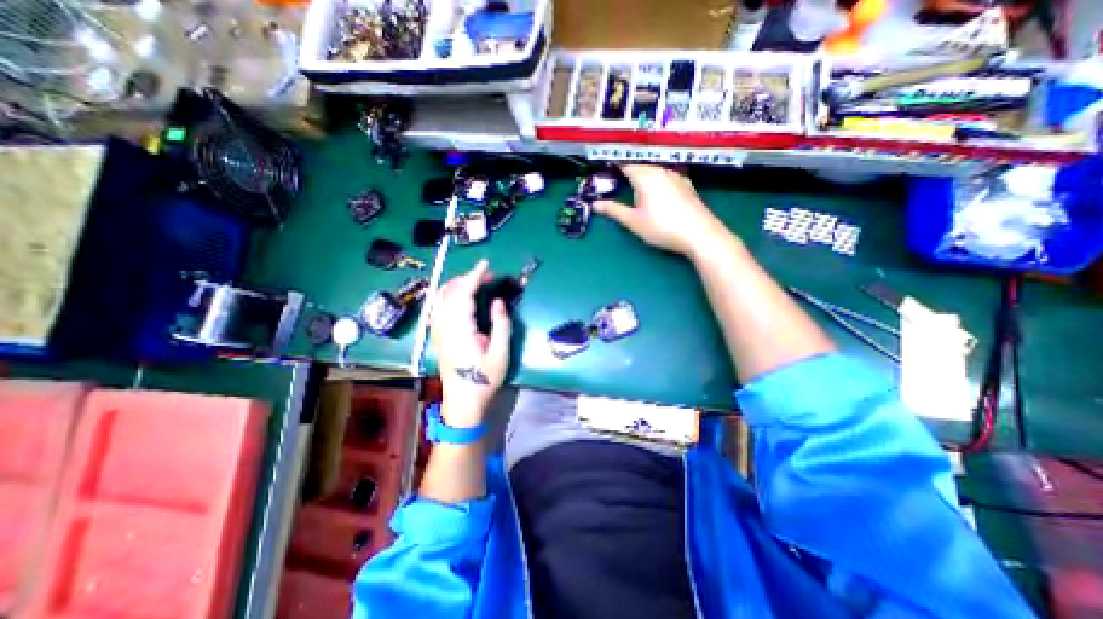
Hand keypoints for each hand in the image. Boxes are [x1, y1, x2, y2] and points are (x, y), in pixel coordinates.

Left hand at [433, 260, 514, 427]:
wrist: (463, 403)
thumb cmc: (484, 381)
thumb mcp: (500, 355)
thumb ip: (501, 326)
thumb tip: (497, 302)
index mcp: (460, 331)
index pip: (463, 295)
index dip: (473, 276)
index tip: (485, 264)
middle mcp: (444, 328)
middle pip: (448, 293)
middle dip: (466, 278)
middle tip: (486, 276)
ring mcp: (438, 332)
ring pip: (440, 299)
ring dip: (455, 285)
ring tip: (473, 282)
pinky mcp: (437, 337)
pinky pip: (437, 308)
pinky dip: (447, 295)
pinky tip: (457, 296)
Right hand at [595, 161, 730, 255]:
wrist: (700, 234)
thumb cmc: (662, 227)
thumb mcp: (633, 221)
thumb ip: (613, 210)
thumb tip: (595, 204)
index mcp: (645, 176)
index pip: (625, 164)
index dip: (613, 167)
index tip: (603, 173)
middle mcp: (661, 170)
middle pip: (640, 166)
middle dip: (627, 172)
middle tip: (615, 182)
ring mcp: (676, 176)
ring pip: (654, 170)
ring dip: (642, 176)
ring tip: (634, 188)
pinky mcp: (686, 185)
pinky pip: (666, 177)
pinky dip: (656, 181)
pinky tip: (656, 192)